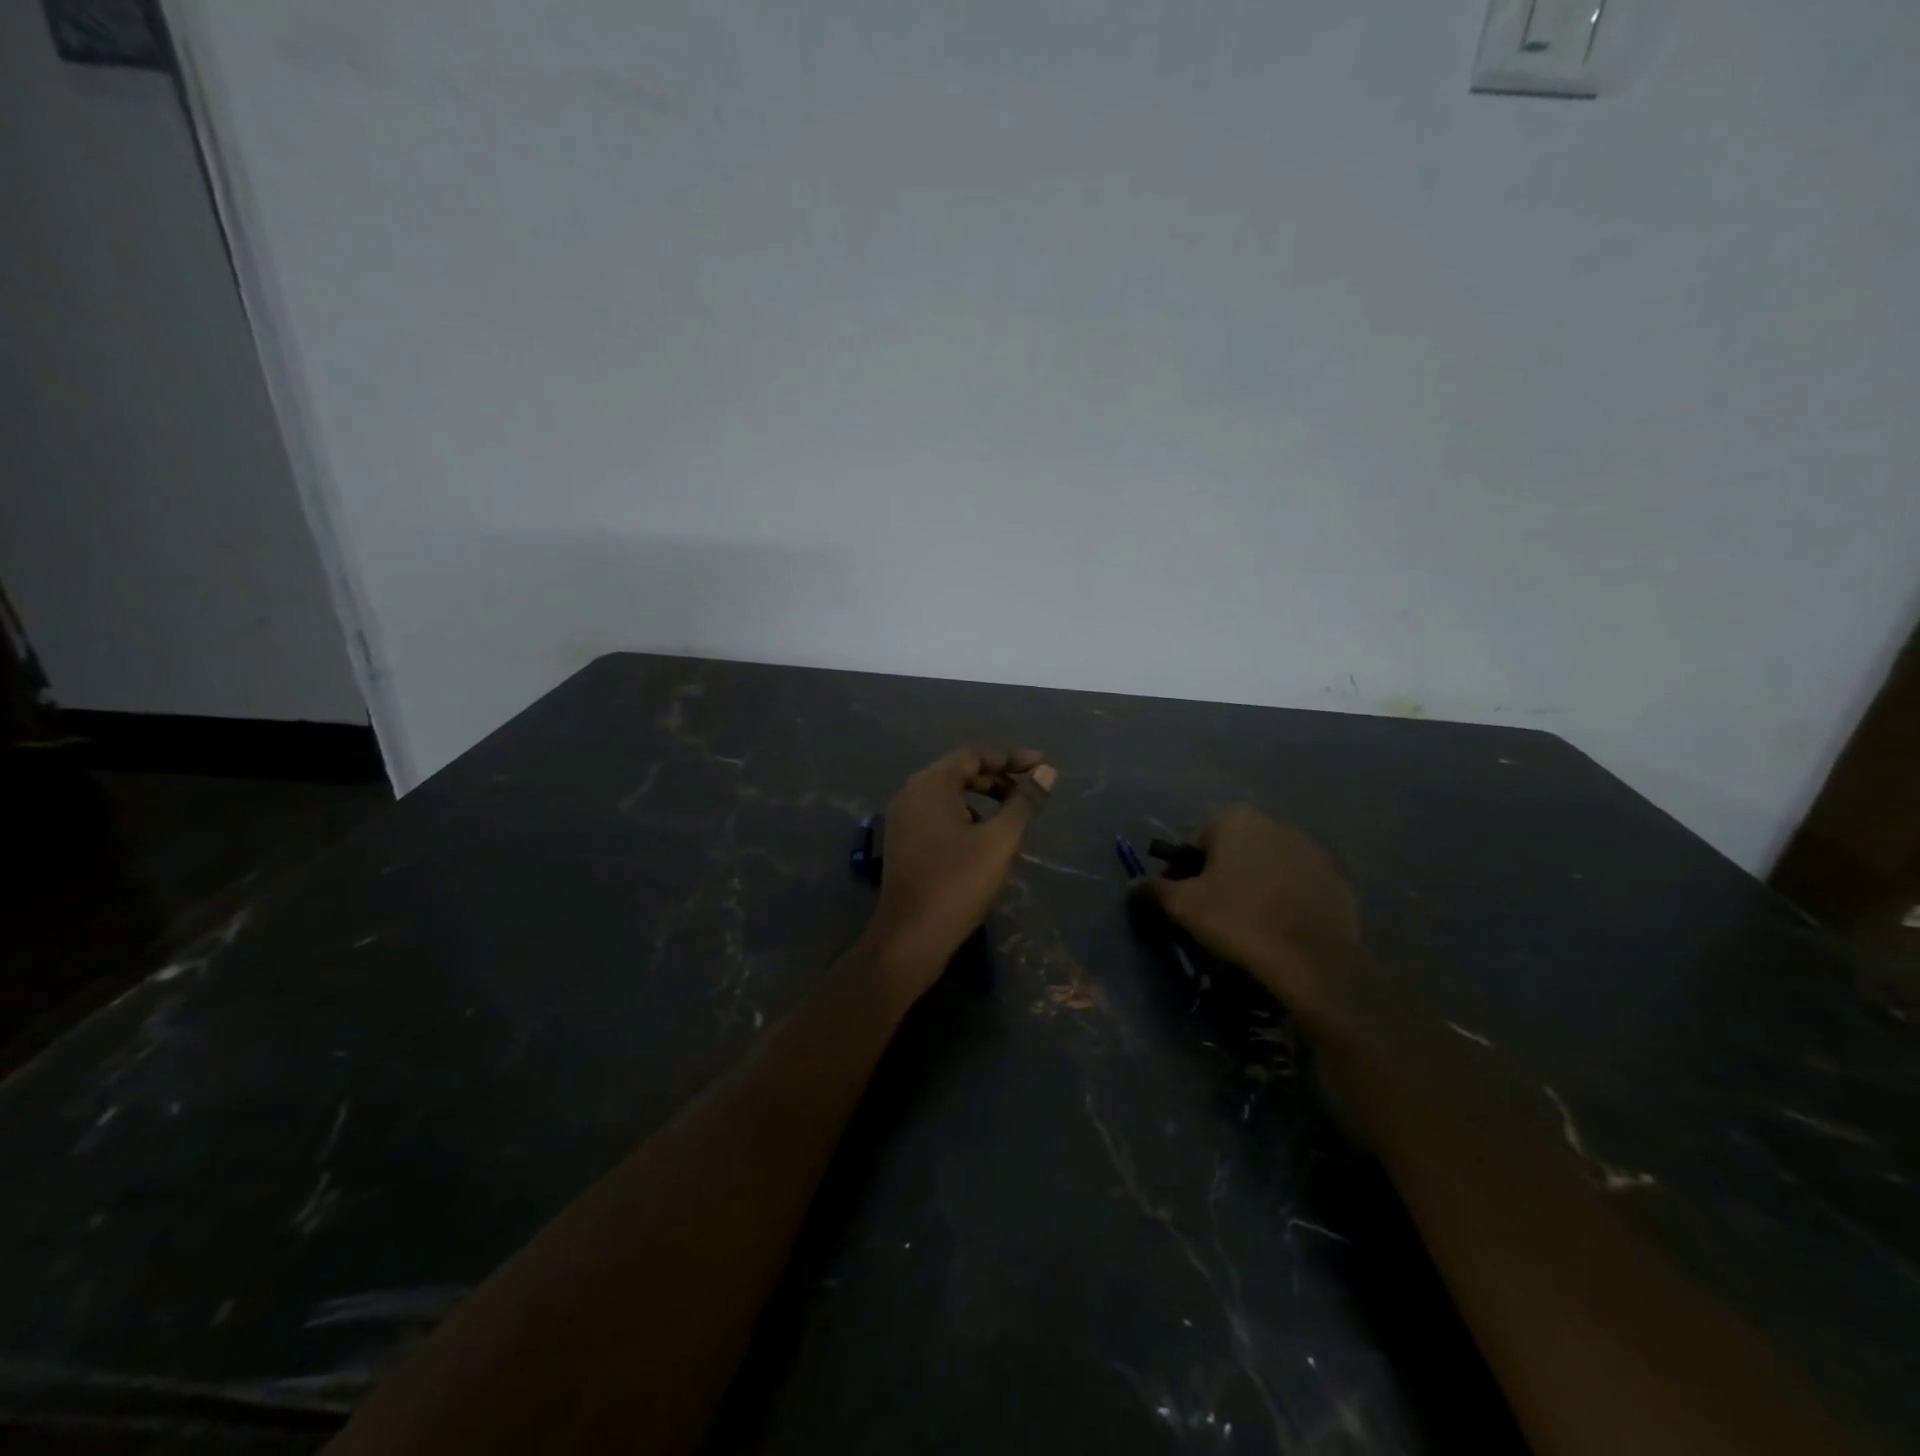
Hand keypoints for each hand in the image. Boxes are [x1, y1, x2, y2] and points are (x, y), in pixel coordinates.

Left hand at [861, 747, 1055, 996]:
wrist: (910, 937)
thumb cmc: (957, 883)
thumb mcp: (1000, 840)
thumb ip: (1024, 802)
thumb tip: (1047, 772)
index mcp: (930, 784)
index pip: (975, 755)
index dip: (1011, 758)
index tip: (1042, 766)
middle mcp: (911, 793)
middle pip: (960, 771)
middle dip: (998, 778)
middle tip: (1030, 791)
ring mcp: (903, 819)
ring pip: (949, 794)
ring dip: (982, 798)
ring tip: (1012, 814)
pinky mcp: (903, 842)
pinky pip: (938, 814)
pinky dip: (965, 816)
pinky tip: (984, 838)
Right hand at [1137, 807, 1359, 1034]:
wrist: (1314, 960)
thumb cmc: (1239, 920)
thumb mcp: (1184, 906)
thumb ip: (1154, 890)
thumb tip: (1133, 885)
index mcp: (1235, 819)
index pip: (1194, 841)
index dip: (1181, 872)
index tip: (1180, 901)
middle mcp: (1274, 823)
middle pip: (1231, 850)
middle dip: (1218, 875)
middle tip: (1210, 912)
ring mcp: (1310, 849)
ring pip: (1265, 865)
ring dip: (1251, 885)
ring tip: (1246, 923)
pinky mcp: (1335, 878)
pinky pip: (1296, 884)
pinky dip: (1283, 899)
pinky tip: (1278, 927)